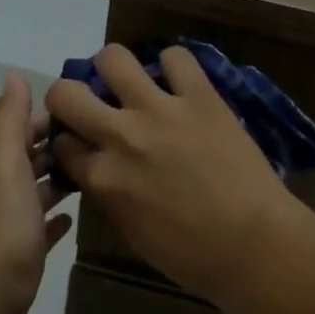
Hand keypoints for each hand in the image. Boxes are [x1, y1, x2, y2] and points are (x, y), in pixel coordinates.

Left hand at [0, 74, 73, 313]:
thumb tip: (12, 76)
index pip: (20, 131)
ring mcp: (4, 225)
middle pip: (27, 160)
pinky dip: (53, 219)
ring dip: (57, 181)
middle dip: (55, 148)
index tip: (84, 113)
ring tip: (93, 173)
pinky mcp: (17, 254)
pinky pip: (38, 229)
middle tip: (98, 141)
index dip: (47, 119)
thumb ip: (9, 120)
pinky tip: (72, 218)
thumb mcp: (5, 162)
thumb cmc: (2, 223)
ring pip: (34, 193)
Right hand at [46, 45, 311, 298]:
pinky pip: (177, 58)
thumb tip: (99, 173)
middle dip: (68, 98)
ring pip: (113, 58)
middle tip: (90, 106)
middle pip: (66, 93)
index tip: (79, 145)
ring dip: (114, 70)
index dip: (66, 143)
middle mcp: (120, 135)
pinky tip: (179, 83)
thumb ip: (108, 195)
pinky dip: (173, 66)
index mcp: (101, 178)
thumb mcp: (132, 232)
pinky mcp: (200, 97)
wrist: (254, 243)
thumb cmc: (192, 255)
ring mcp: (161, 110)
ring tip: (130, 84)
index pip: (60, 144)